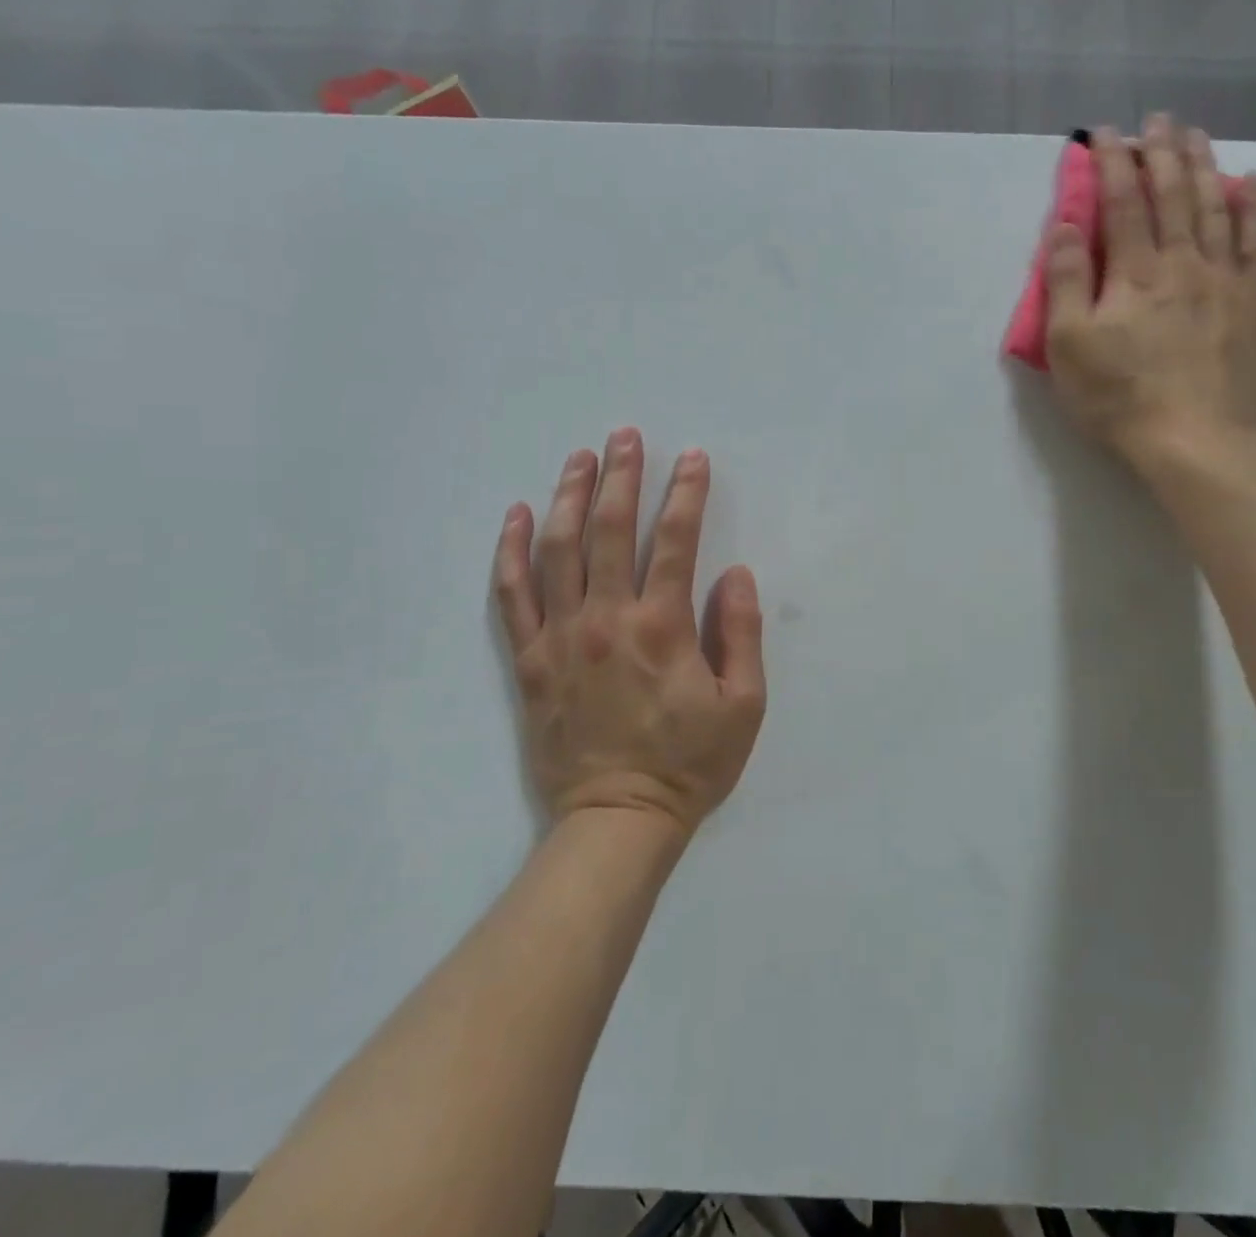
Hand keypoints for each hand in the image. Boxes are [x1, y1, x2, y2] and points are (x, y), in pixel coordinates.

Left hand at [492, 428, 766, 834]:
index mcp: (662, 627)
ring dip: (570, 497)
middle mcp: (606, 619)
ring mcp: (560, 638)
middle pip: (610, 530)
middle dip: (621, 477)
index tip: (693, 458)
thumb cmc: (689, 763)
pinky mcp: (529, 661)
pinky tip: (519, 516)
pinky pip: (512, 595)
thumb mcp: (743, 705)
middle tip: (626, 437)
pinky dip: (512, 551)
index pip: (676, 541)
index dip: (686, 493)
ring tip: (580, 458)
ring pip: (559, 550)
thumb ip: (742, 634)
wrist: (618, 819)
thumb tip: (736, 575)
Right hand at [1044, 115, 1255, 480]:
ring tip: (1196, 135)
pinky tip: (1249, 183)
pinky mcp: (1250, 304)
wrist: (1193, 440)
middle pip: (1172, 194)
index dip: (1111, 164)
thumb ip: (1065, 282)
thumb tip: (1065, 225)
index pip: (1120, 203)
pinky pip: (1254, 242)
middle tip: (1157, 120)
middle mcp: (1181, 263)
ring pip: (1214, 207)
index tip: (1104, 133)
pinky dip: (1251, 207)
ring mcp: (1223, 280)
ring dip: (1203, 166)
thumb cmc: (1118, 397)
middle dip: (1161, 152)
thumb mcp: (1069, 346)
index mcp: (1133, 272)